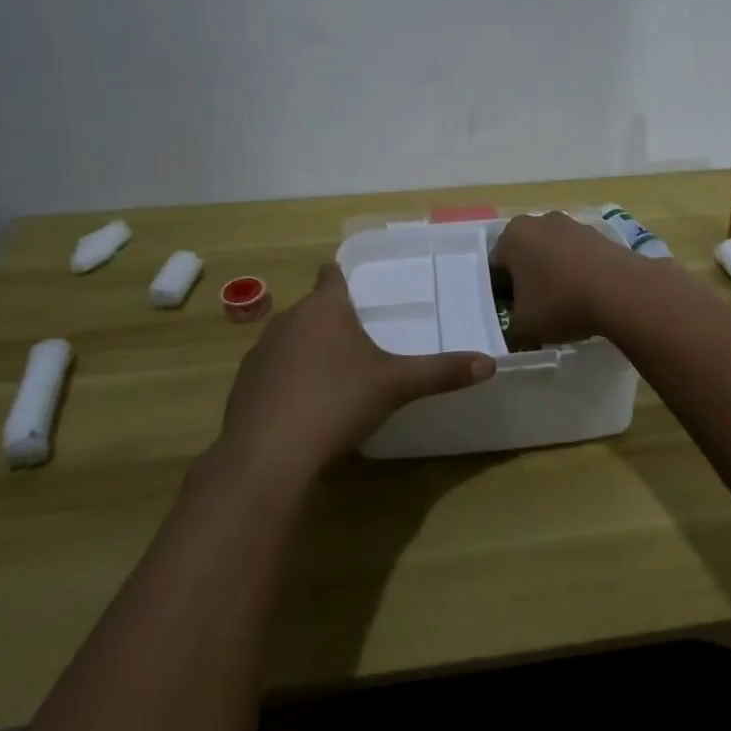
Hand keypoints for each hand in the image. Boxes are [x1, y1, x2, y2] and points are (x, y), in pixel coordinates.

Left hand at [218, 263, 495, 482]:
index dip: (343, 276)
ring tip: (332, 377)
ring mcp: (259, 353)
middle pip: (312, 309)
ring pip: (289, 340)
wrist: (268, 455)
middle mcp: (287, 320)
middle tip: (360, 341)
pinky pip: (270, 372)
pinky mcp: (242, 386)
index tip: (359, 288)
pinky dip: (286, 381)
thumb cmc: (337, 402)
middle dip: (332, 320)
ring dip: (307, 350)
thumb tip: (489, 364)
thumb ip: (441, 372)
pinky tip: (302, 408)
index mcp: (324, 308)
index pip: (331, 274)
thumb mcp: (397, 385)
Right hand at [490, 212, 646, 349]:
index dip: (498, 294)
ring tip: (562, 305)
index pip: (493, 268)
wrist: (622, 291)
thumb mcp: (524, 328)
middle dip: (524, 280)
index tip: (509, 315)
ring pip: (550, 253)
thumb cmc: (561, 303)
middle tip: (532, 310)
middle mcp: (538, 221)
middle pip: (522, 255)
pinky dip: (576, 271)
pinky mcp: (598, 233)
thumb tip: (512, 334)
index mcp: (512, 237)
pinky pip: (576, 254)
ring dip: (551, 274)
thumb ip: (509, 331)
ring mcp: (571, 224)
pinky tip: (584, 295)